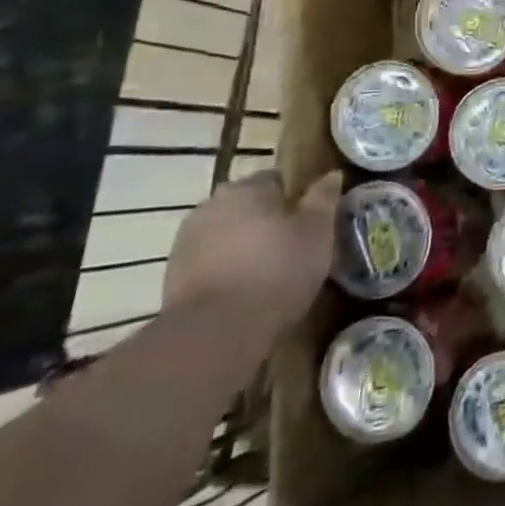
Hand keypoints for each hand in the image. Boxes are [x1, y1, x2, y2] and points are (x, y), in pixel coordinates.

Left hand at [163, 170, 341, 327]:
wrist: (216, 331)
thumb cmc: (278, 270)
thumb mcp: (317, 232)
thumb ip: (323, 198)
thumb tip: (331, 174)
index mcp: (247, 188)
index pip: (276, 179)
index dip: (295, 198)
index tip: (309, 220)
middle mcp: (212, 204)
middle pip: (247, 205)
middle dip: (266, 219)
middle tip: (291, 245)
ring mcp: (186, 239)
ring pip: (226, 232)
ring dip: (243, 243)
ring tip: (267, 271)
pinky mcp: (173, 274)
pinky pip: (209, 260)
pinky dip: (225, 267)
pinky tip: (243, 289)